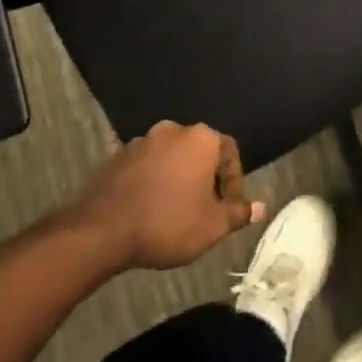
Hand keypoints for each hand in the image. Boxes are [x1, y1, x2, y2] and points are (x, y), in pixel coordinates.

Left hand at [68, 121, 262, 272]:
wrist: (102, 231)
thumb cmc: (168, 224)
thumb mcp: (212, 226)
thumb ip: (238, 213)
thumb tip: (260, 208)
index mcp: (201, 139)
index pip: (230, 153)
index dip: (233, 182)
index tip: (228, 209)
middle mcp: (174, 130)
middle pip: (200, 152)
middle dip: (206, 178)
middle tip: (205, 209)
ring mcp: (142, 141)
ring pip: (172, 158)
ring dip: (178, 179)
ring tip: (176, 211)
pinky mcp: (118, 156)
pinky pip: (147, 166)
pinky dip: (154, 182)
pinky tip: (150, 208)